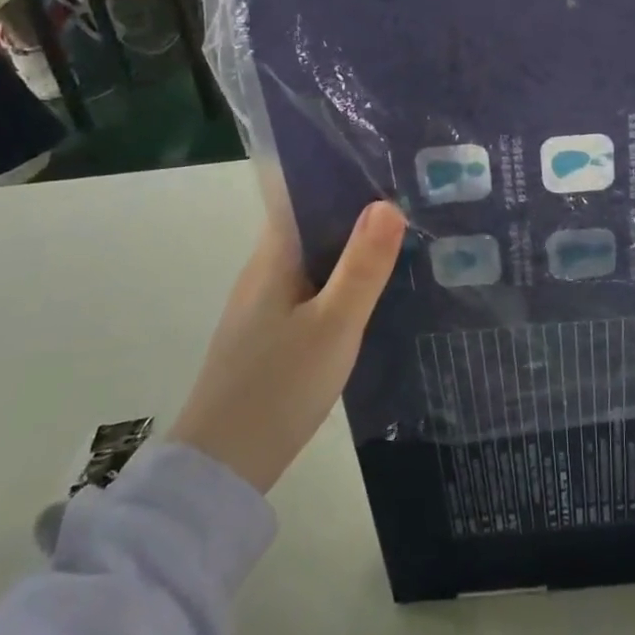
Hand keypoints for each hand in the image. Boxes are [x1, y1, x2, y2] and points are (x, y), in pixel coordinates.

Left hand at [170, 201, 405, 492]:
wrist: (221, 471)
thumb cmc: (278, 388)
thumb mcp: (334, 325)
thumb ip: (363, 266)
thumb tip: (389, 202)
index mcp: (274, 256)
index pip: (303, 193)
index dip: (341, 174)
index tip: (386, 162)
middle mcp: (266, 270)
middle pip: (313, 223)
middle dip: (357, 208)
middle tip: (414, 195)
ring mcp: (265, 303)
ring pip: (315, 258)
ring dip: (352, 245)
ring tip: (406, 234)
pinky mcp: (272, 333)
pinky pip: (313, 287)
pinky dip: (343, 279)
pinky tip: (374, 289)